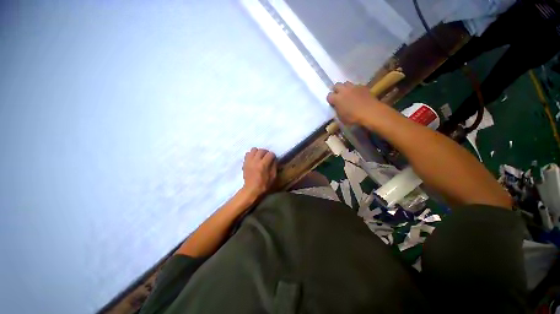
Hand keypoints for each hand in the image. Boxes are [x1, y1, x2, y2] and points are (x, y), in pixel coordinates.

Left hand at [241, 148, 276, 200]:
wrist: (251, 189)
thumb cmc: (263, 185)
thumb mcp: (273, 177)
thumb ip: (274, 166)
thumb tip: (274, 160)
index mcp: (263, 165)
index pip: (270, 154)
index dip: (273, 156)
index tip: (273, 159)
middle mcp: (256, 161)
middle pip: (261, 150)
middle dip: (266, 152)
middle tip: (267, 157)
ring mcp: (249, 161)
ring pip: (253, 149)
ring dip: (258, 152)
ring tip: (259, 157)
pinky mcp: (245, 162)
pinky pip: (247, 154)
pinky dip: (251, 155)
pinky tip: (253, 159)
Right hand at [326, 81, 383, 124]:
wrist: (371, 112)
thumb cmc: (355, 118)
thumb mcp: (343, 119)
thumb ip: (338, 111)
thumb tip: (337, 108)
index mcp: (336, 99)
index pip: (329, 96)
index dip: (331, 100)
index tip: (333, 103)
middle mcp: (343, 90)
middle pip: (336, 85)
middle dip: (337, 90)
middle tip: (340, 96)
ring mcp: (353, 87)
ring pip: (346, 83)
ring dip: (346, 88)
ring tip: (350, 93)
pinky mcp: (362, 86)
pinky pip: (357, 86)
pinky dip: (356, 89)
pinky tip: (359, 95)